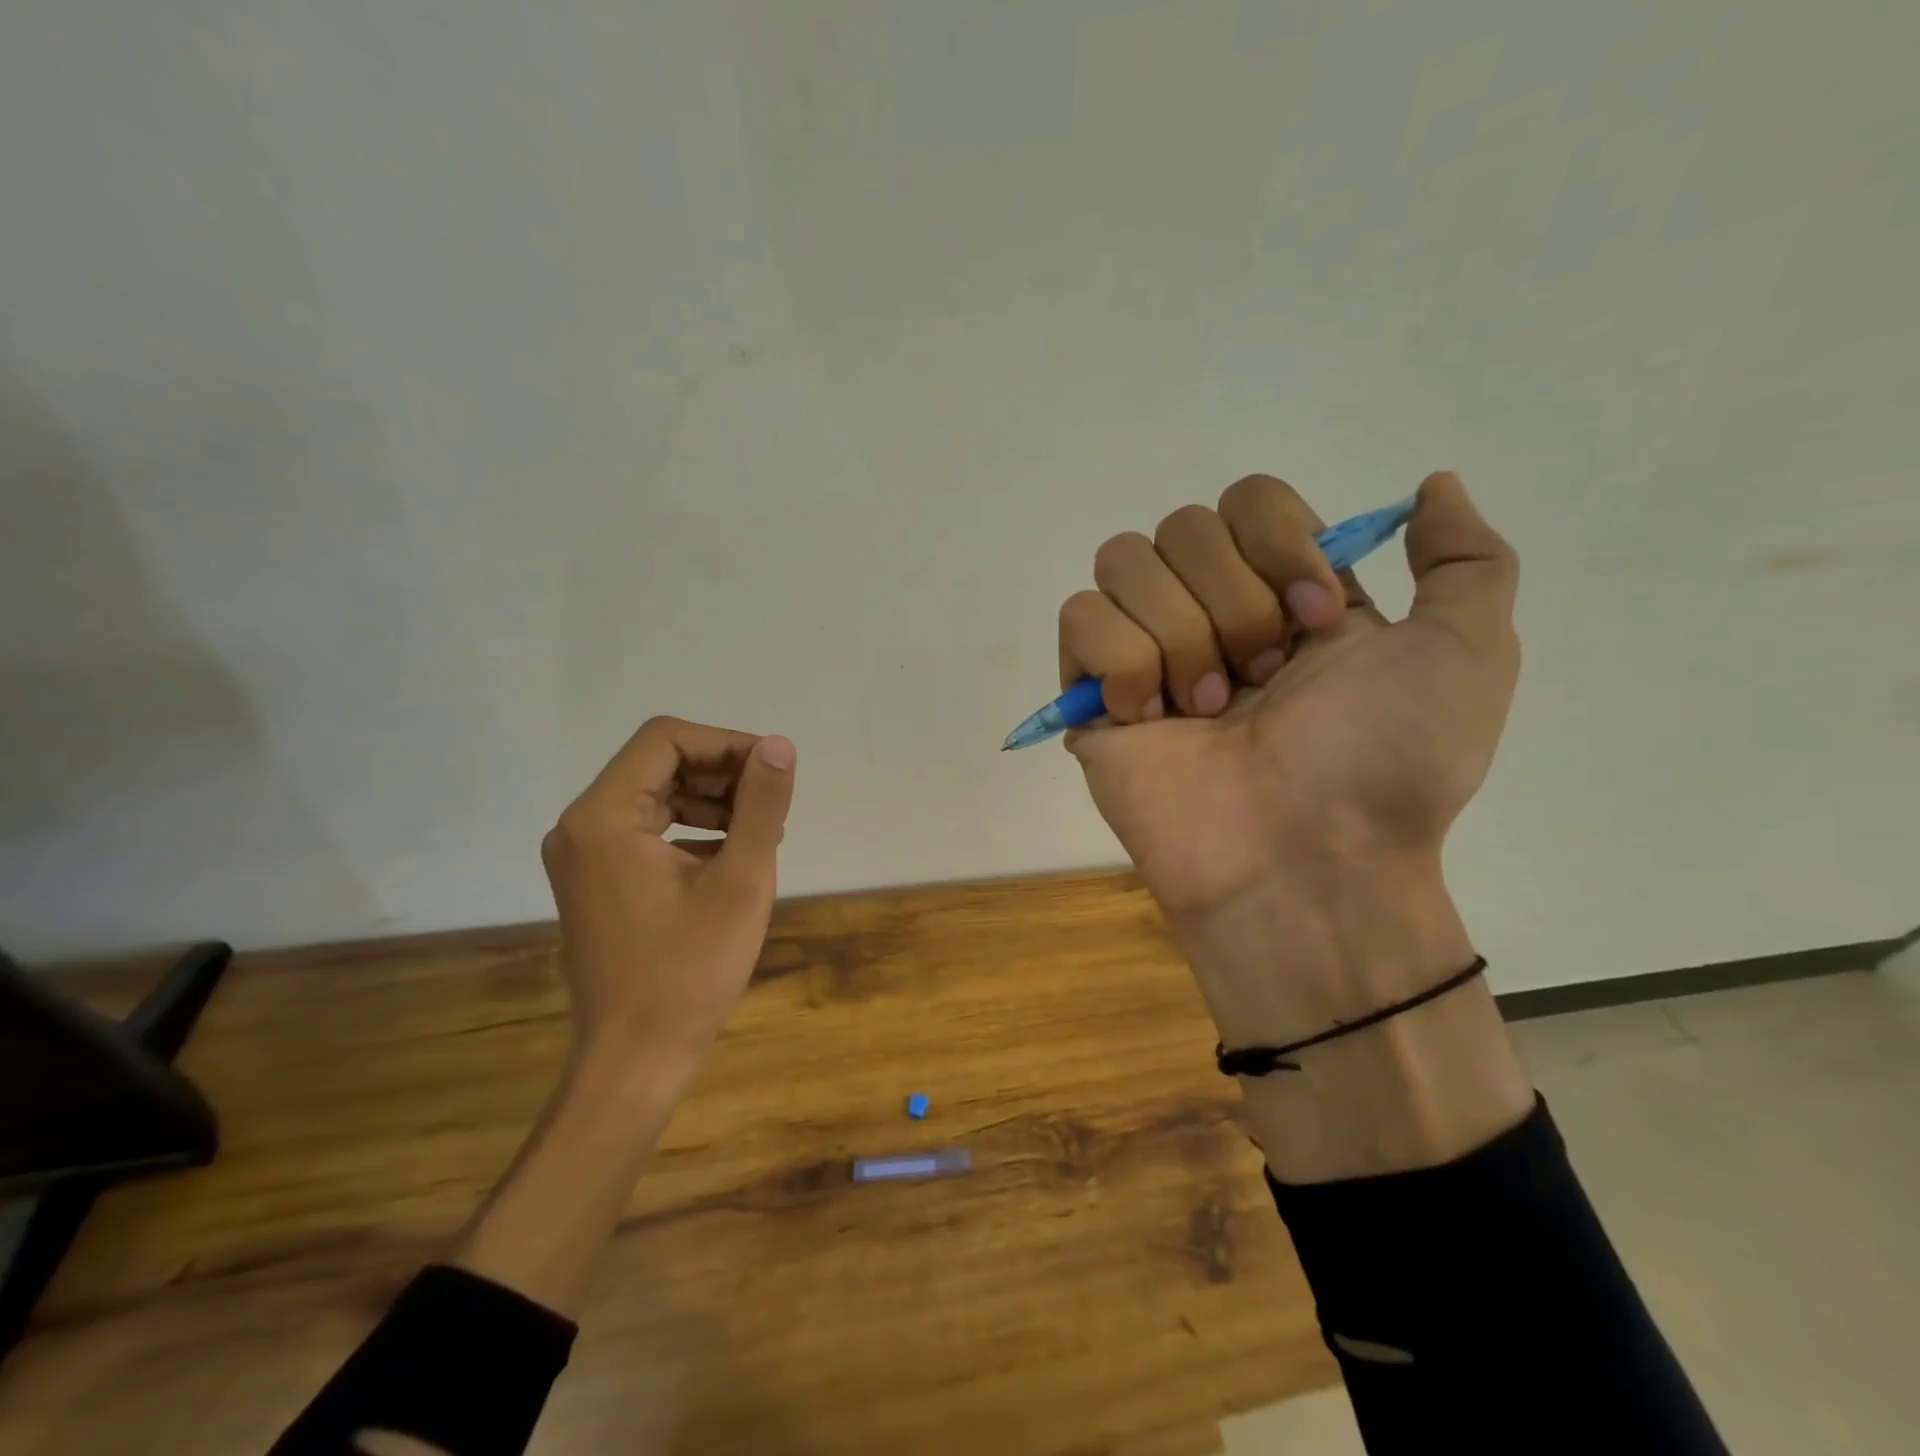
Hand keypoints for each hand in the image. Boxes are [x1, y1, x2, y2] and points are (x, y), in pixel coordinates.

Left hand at [540, 716, 796, 1081]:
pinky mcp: (596, 879)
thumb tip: (779, 747)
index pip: (666, 740)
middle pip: (659, 764)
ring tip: (761, 828)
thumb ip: (761, 806)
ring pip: (656, 795)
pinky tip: (732, 854)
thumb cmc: (689, 972)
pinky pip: (647, 829)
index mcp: (604, 817)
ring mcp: (584, 855)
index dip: (726, 743)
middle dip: (722, 772)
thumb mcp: (741, 881)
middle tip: (773, 800)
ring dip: (712, 800)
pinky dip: (692, 828)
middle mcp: (582, 826)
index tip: (773, 770)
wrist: (635, 1059)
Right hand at [1060, 473, 1527, 1158]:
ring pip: (1124, 561)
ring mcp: (1145, 651)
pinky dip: (1122, 663)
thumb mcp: (1467, 654)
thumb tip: (1432, 484)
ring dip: (1180, 636)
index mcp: (1284, 593)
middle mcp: (1211, 611)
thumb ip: (1466, 559)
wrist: (1304, 863)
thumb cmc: (1385, 764)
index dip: (1278, 543)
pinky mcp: (1091, 693)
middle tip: (1260, 682)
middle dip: (1232, 603)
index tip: (1316, 620)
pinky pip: (1080, 617)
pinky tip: (1150, 718)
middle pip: (1182, 525)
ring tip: (1206, 711)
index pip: (1249, 498)